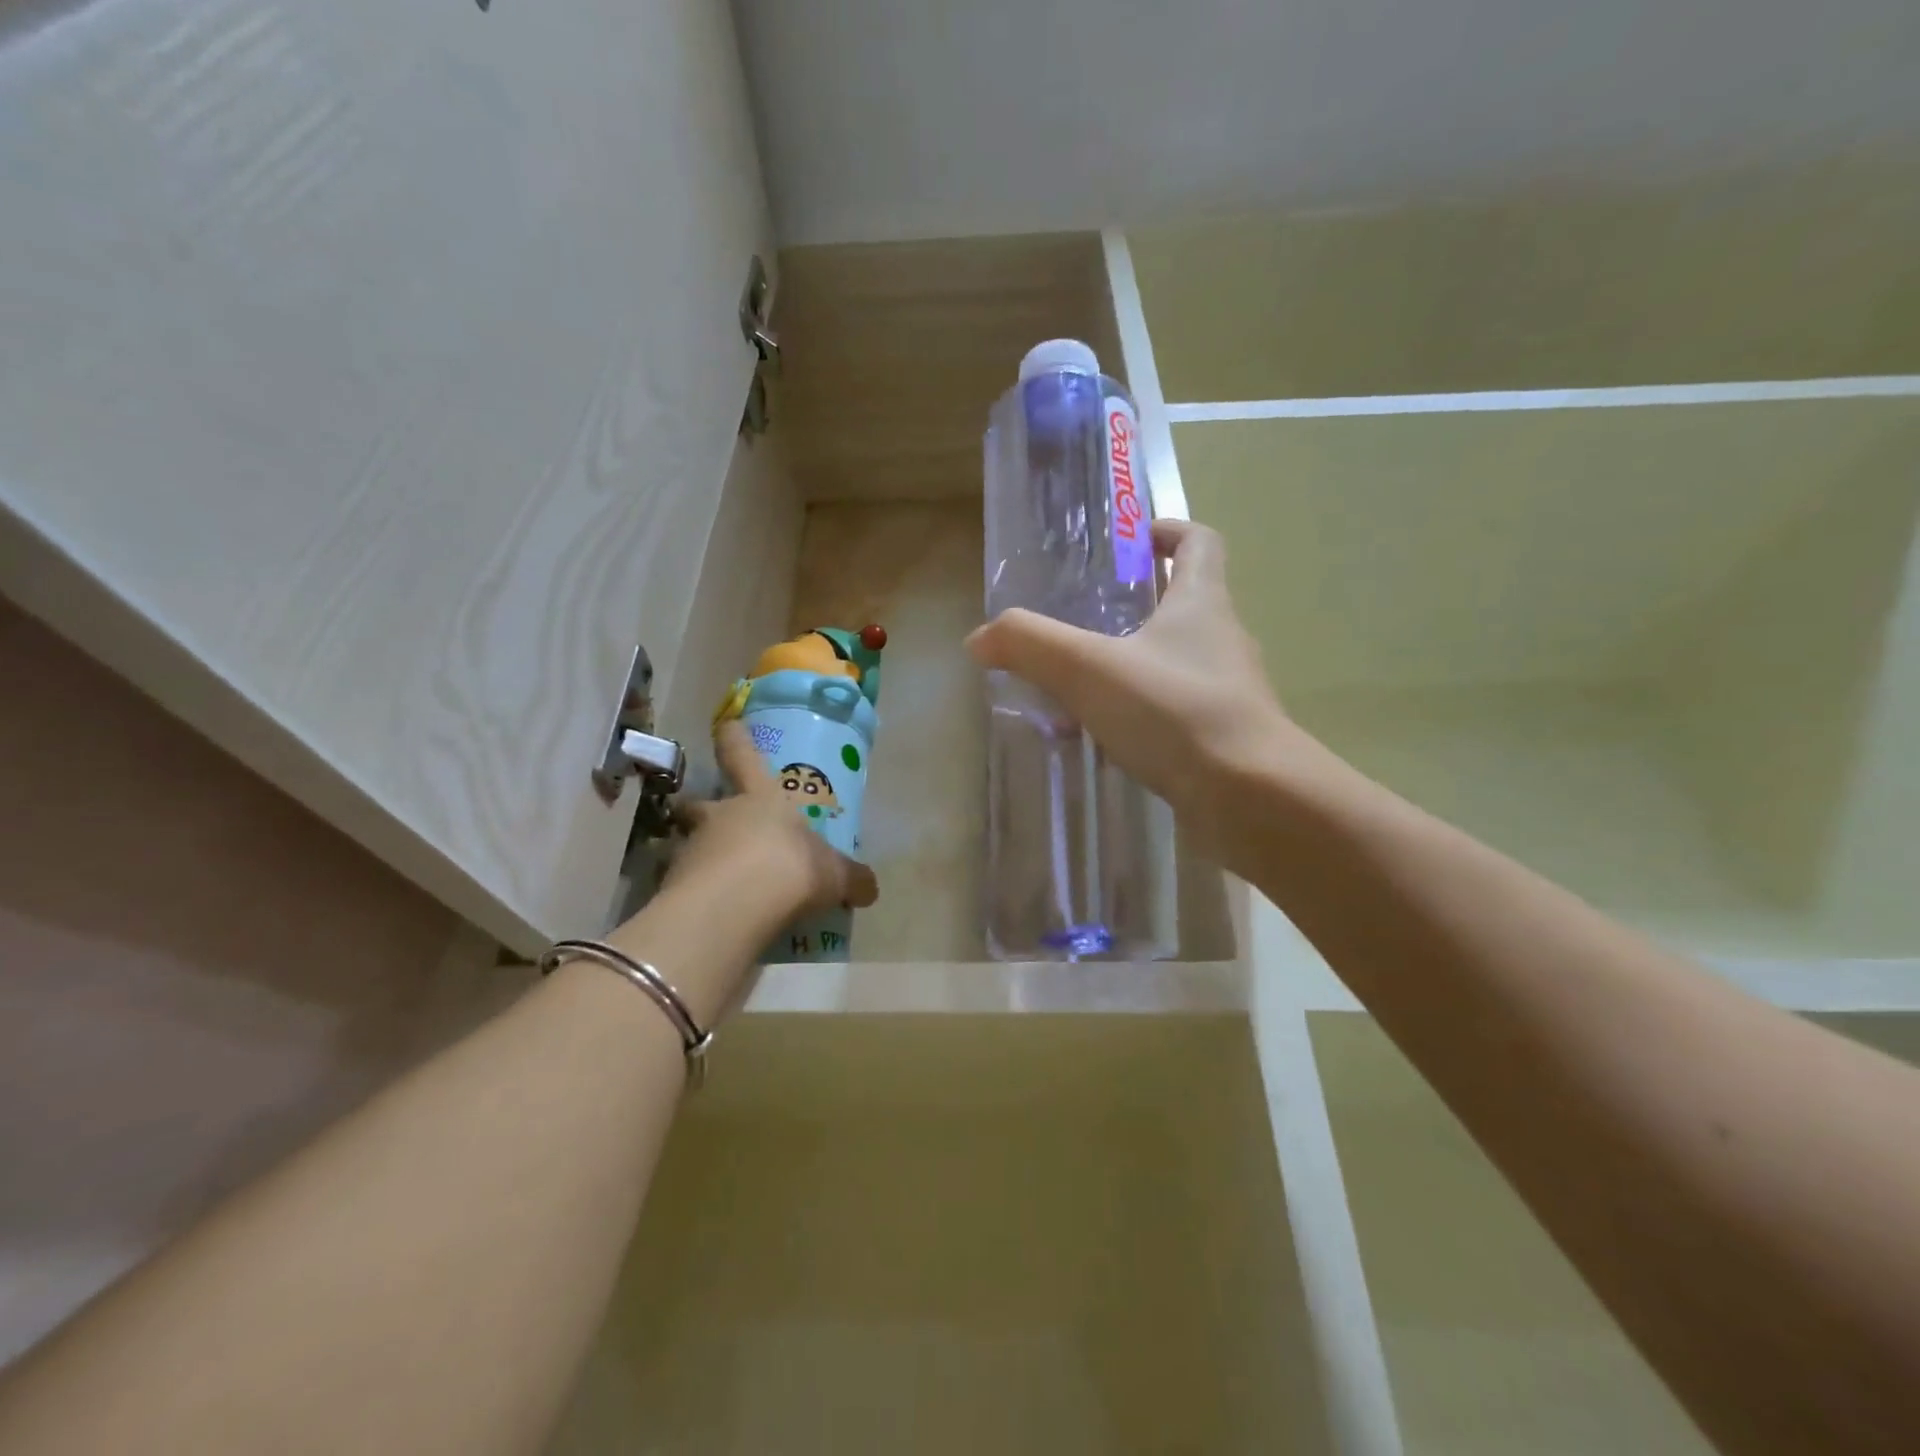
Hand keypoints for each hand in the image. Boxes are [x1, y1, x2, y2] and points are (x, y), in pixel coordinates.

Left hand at [668, 720, 878, 926]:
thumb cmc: (791, 868)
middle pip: (700, 803)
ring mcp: (691, 849)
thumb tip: (869, 888)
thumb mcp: (834, 875)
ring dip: (701, 858)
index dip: (735, 739)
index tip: (726, 723)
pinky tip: (713, 915)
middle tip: (710, 824)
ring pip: (688, 845)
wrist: (736, 906)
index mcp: (761, 799)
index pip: (743, 757)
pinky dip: (696, 896)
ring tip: (720, 884)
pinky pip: (684, 887)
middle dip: (700, 810)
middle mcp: (721, 816)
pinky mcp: (673, 887)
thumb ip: (851, 879)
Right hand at [966, 519, 1299, 856]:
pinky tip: (1104, 741)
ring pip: (1176, 664)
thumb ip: (1030, 645)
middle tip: (1084, 622)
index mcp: (1202, 603)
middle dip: (1138, 606)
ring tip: (1081, 688)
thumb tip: (981, 639)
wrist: (1251, 798)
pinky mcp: (1225, 739)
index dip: (1168, 531)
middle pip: (1185, 604)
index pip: (1199, 542)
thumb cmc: (1174, 712)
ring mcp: (1229, 693)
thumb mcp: (1088, 669)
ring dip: (1133, 666)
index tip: (1133, 542)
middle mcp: (1224, 640)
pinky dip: (1141, 715)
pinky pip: (1175, 713)